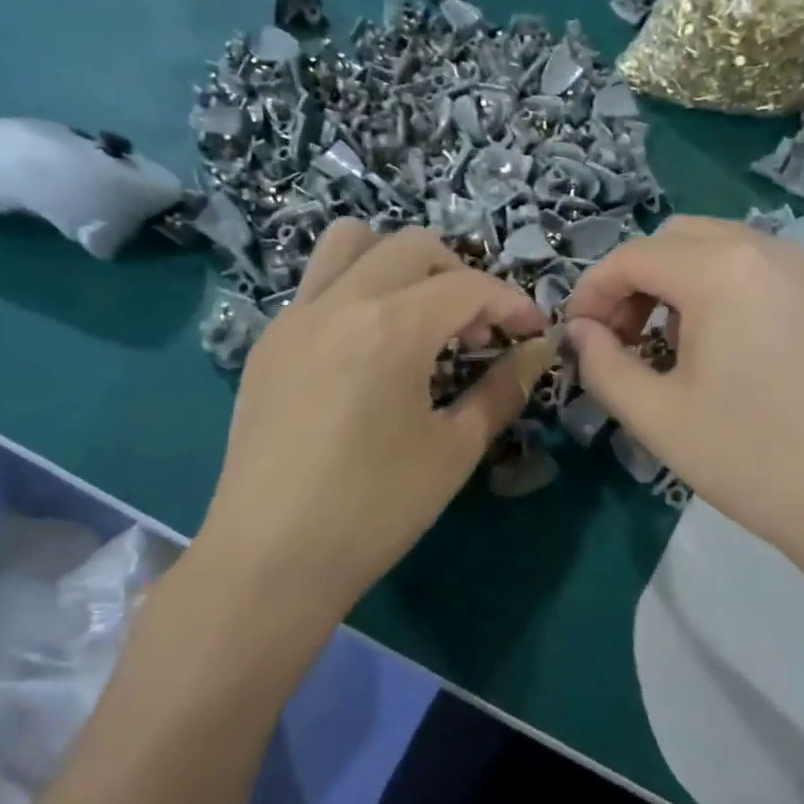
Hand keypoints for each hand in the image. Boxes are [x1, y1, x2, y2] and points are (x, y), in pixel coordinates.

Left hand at [190, 222, 552, 650]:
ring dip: (398, 264)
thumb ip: (501, 390)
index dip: (511, 302)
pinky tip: (370, 352)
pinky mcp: (267, 344)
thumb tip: (536, 352)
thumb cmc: (375, 510)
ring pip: (349, 244)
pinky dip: (357, 291)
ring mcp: (293, 319)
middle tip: (477, 330)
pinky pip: (318, 285)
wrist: (271, 559)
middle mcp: (337, 303)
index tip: (532, 332)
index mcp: (390, 328)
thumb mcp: (453, 451)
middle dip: (459, 275)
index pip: (466, 286)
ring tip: (419, 318)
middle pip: (411, 247)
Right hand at [565, 216, 803, 600]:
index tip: (577, 334)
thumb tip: (580, 332)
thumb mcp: (656, 417)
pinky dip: (731, 295)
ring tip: (674, 349)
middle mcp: (770, 253)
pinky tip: (735, 356)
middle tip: (622, 338)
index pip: (633, 256)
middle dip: (637, 280)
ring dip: (683, 285)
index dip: (592, 291)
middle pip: (679, 239)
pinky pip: (769, 277)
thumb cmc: (751, 458)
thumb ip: (603, 364)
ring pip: (728, 252)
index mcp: (721, 271)